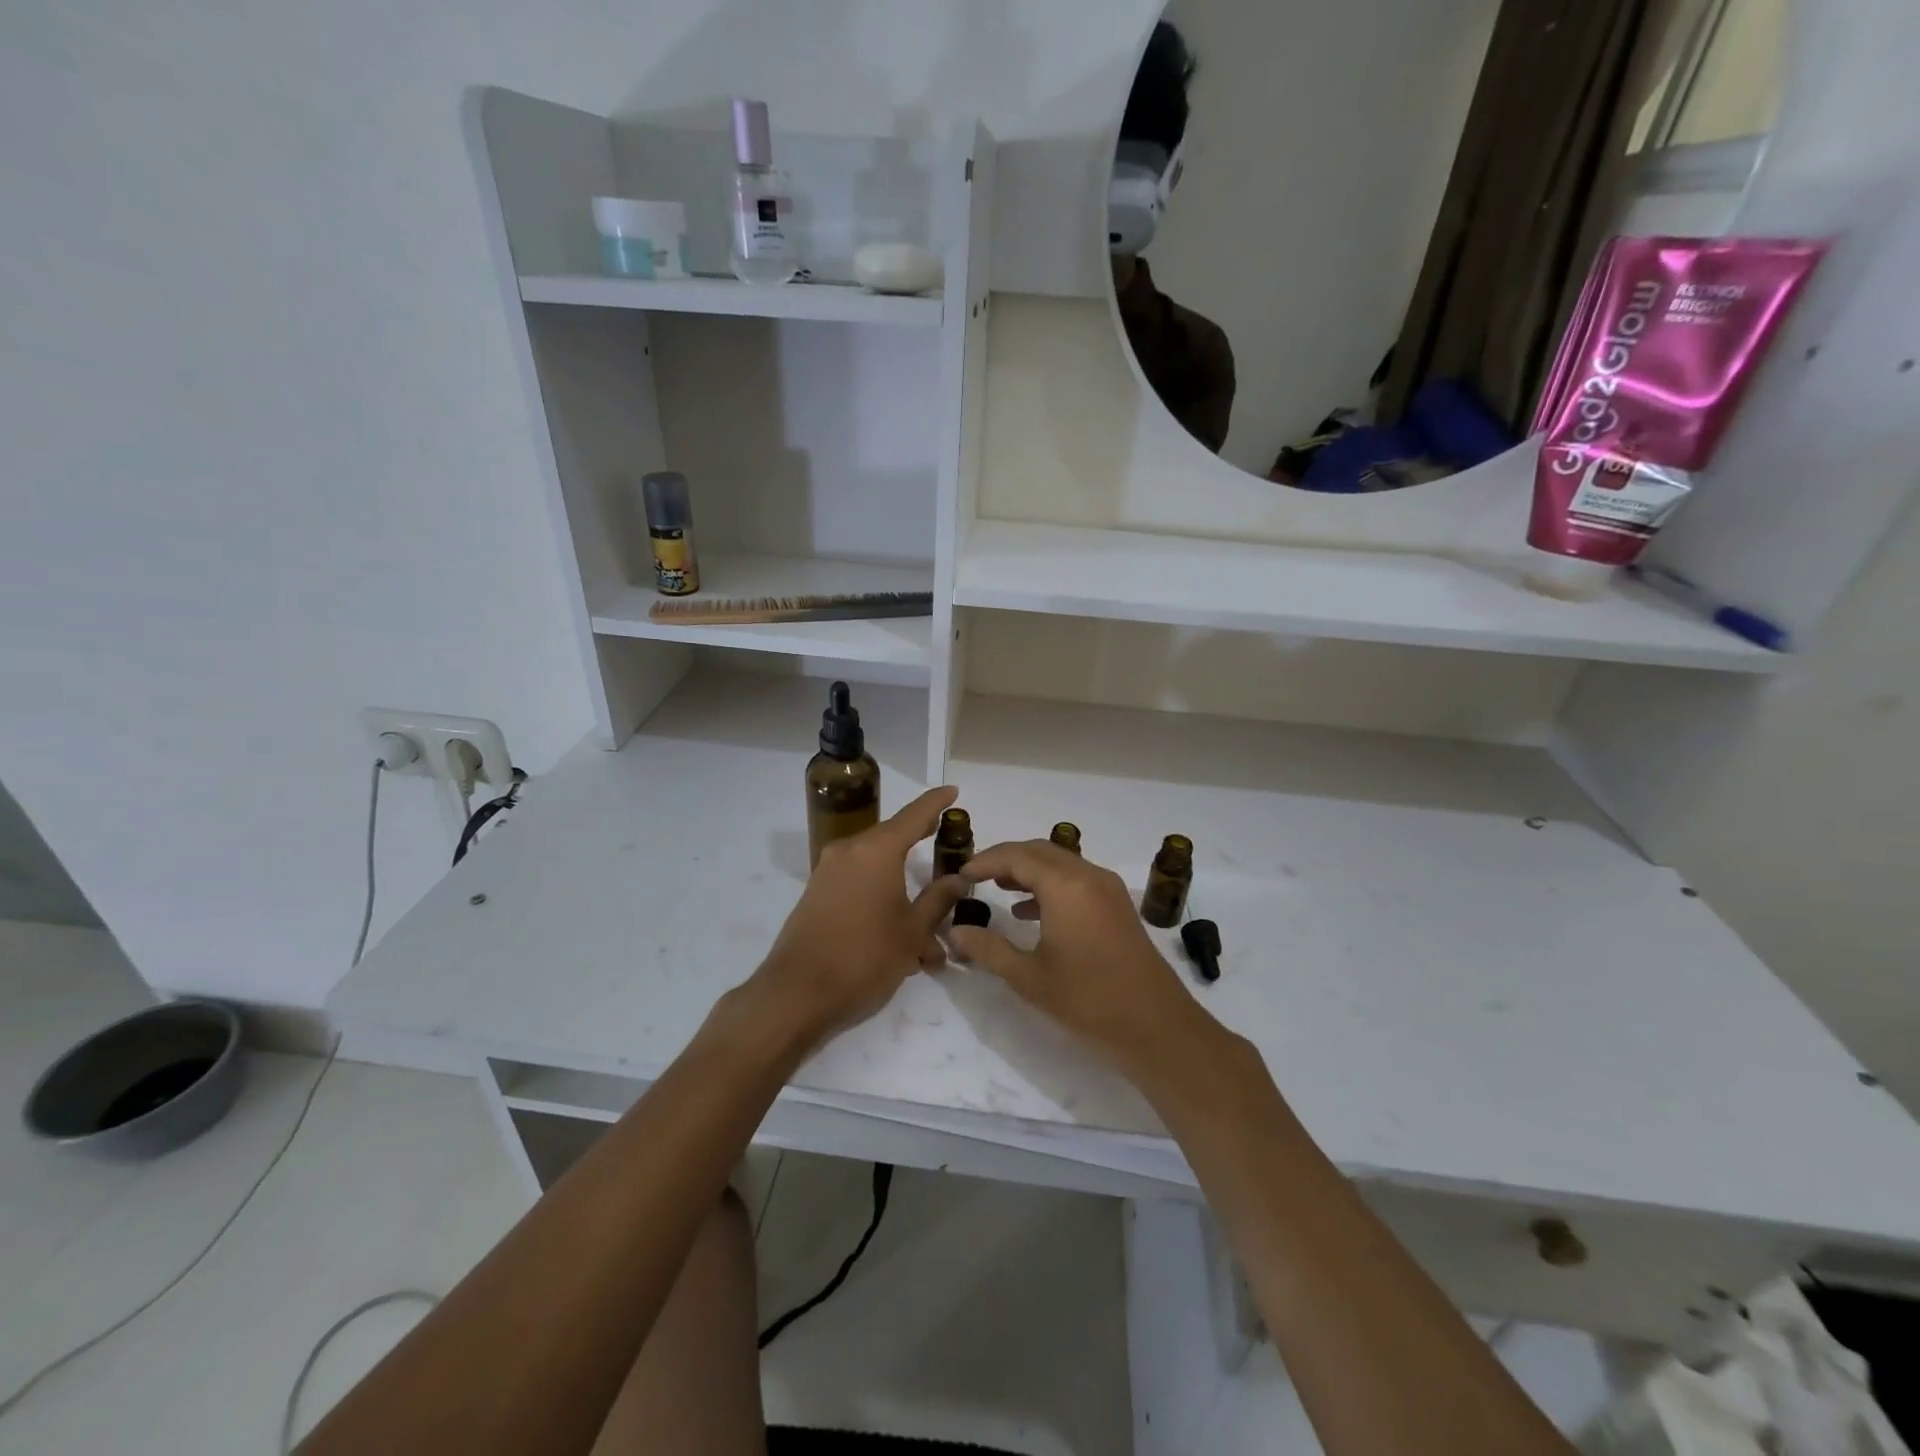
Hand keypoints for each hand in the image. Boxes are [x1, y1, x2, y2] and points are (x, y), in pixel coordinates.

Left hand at [748, 786, 967, 1051]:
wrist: (796, 994)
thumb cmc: (864, 957)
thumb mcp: (912, 931)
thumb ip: (938, 900)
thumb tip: (957, 878)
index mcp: (876, 850)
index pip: (913, 815)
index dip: (936, 803)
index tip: (953, 791)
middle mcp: (849, 852)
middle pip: (893, 841)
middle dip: (922, 851)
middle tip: (948, 848)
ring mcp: (829, 873)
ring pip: (878, 872)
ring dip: (904, 894)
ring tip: (933, 935)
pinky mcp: (817, 896)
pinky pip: (859, 887)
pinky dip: (883, 903)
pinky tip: (902, 941)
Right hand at [947, 840, 1215, 1078]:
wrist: (1156, 1026)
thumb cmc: (1088, 1000)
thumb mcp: (1029, 977)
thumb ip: (988, 949)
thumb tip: (955, 932)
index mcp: (1065, 886)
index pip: (1016, 856)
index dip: (984, 861)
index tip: (960, 874)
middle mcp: (1088, 876)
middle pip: (1039, 851)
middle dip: (1005, 859)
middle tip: (975, 876)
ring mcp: (1107, 888)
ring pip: (1060, 863)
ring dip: (1028, 870)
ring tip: (998, 888)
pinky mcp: (1117, 905)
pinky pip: (1076, 879)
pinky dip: (1050, 884)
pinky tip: (1030, 911)